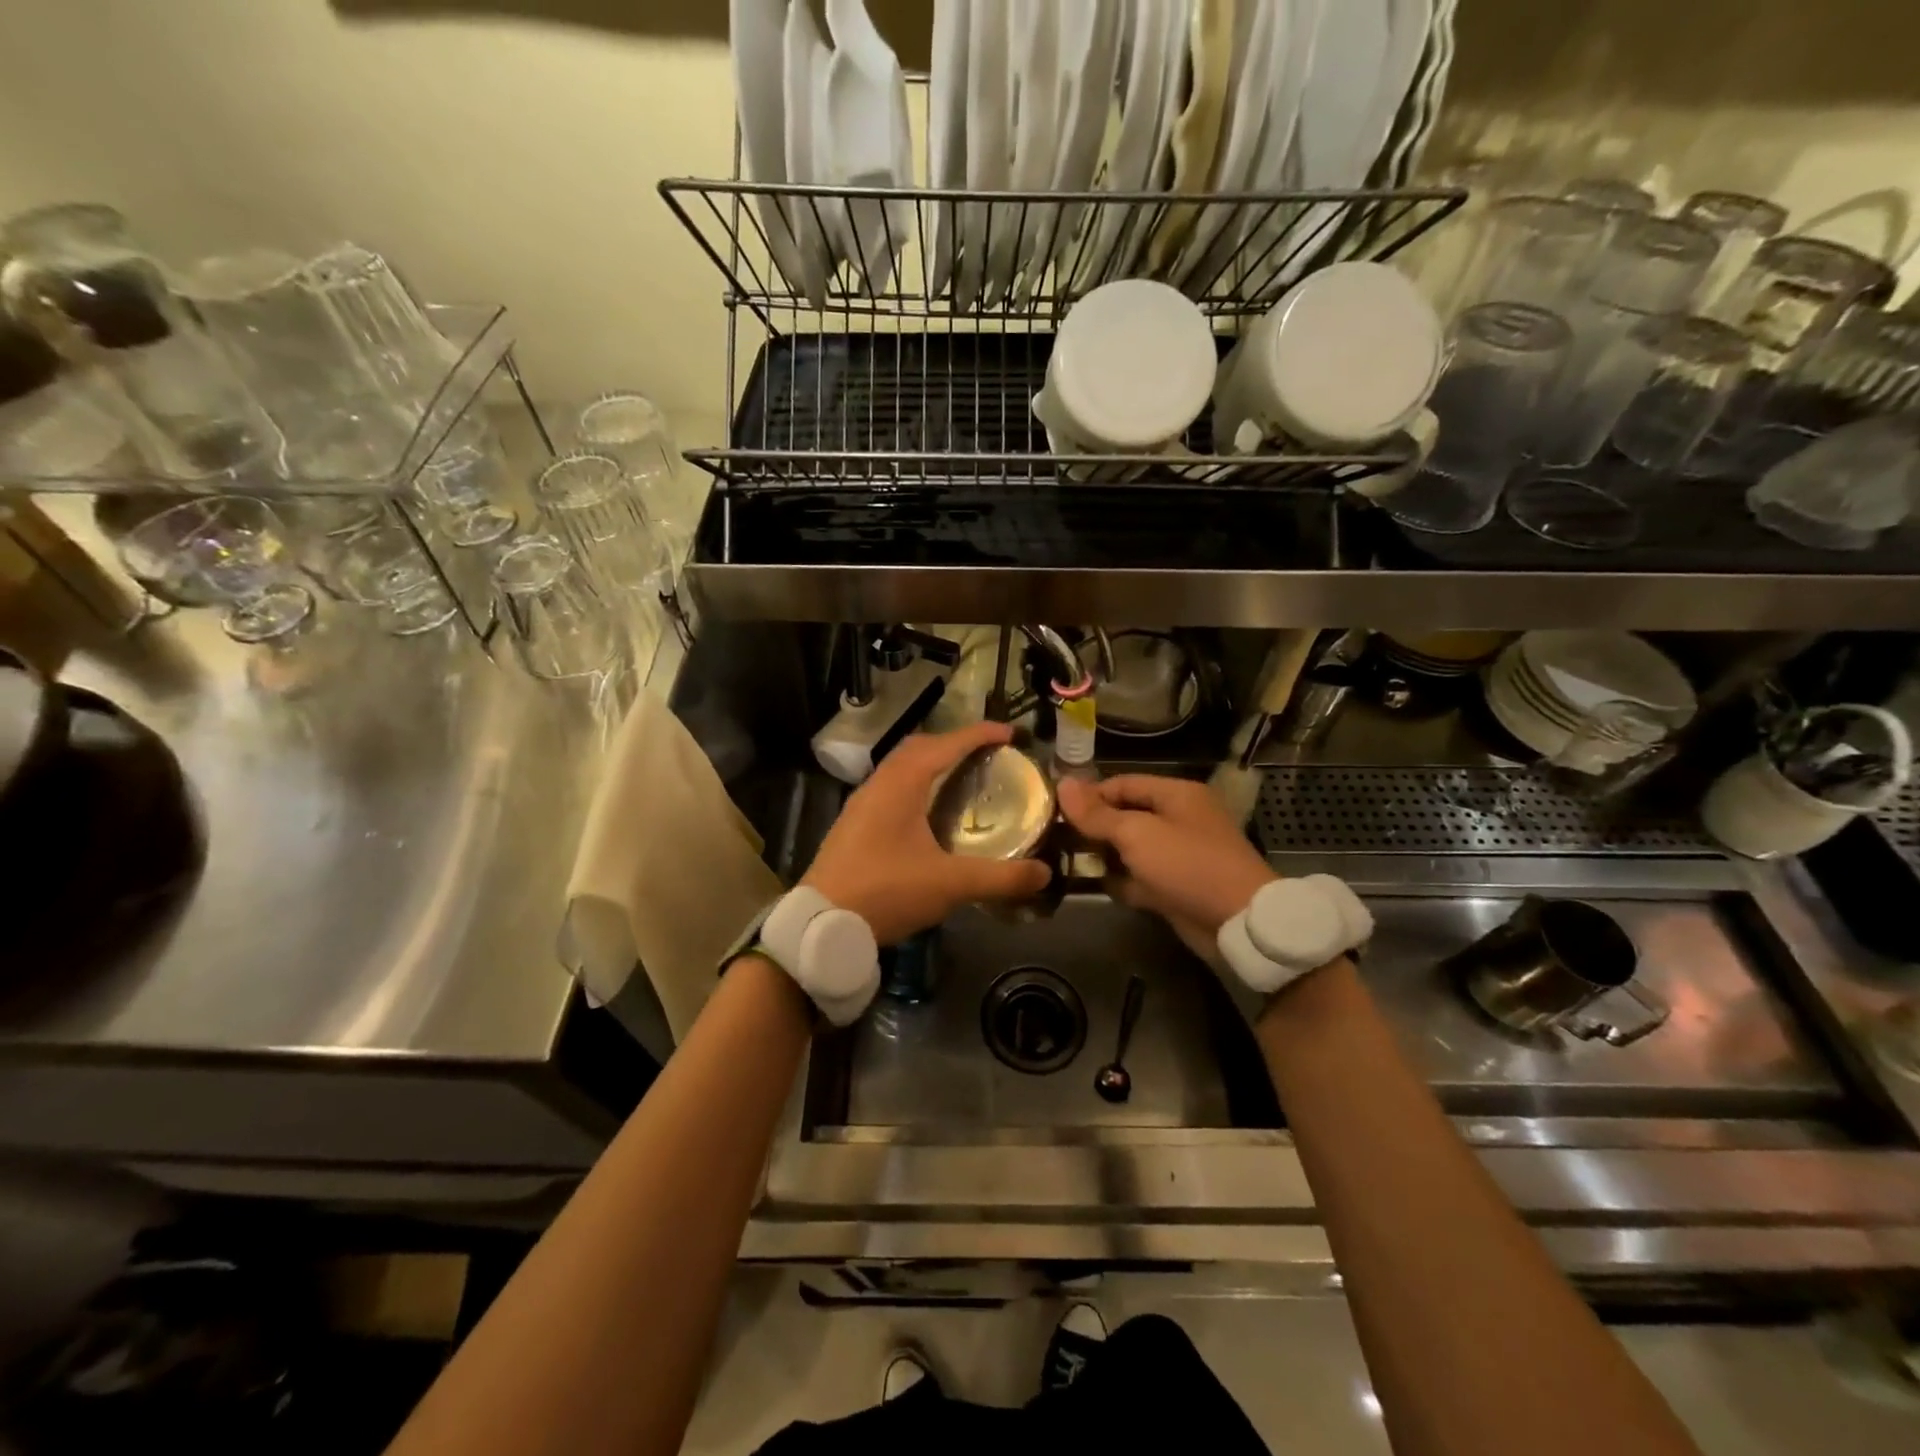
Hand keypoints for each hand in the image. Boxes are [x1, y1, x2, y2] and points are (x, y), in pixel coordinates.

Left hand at [802, 721, 1052, 944]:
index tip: (1010, 733)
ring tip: (961, 779)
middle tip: (987, 756)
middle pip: (920, 748)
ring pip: (901, 768)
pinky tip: (928, 814)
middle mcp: (879, 784)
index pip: (946, 744)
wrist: (820, 924)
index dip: (979, 734)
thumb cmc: (886, 892)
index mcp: (901, 784)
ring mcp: (861, 804)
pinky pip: (890, 788)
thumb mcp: (949, 884)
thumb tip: (1044, 874)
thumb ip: (1000, 878)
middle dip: (954, 744)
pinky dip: (916, 786)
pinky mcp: (853, 825)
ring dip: (932, 764)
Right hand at [1057, 774, 1275, 943]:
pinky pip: (1141, 877)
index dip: (1089, 795)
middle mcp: (1179, 819)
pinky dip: (1121, 880)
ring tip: (1065, 861)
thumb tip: (1062, 784)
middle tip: (1056, 838)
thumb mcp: (1136, 833)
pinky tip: (1093, 885)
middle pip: (1126, 815)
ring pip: (1132, 848)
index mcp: (1176, 794)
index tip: (1056, 810)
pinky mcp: (1177, 886)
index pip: (1122, 784)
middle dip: (1094, 826)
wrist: (1237, 922)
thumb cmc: (1186, 864)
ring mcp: (1179, 855)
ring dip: (1104, 855)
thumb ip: (1097, 813)